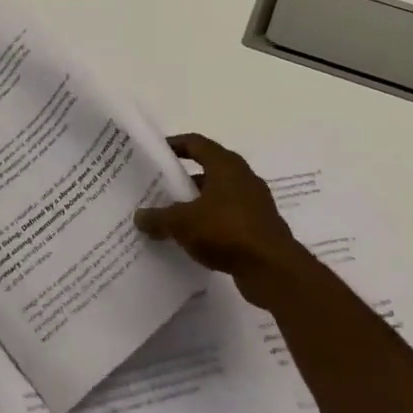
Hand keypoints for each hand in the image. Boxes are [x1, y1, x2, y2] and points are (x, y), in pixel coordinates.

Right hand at [134, 133, 311, 309]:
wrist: (273, 270)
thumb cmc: (226, 231)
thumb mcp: (182, 223)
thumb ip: (158, 217)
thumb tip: (139, 216)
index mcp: (226, 165)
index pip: (196, 143)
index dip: (174, 144)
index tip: (155, 153)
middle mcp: (242, 178)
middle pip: (207, 169)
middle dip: (182, 178)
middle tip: (157, 187)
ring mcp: (253, 203)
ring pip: (217, 196)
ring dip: (195, 203)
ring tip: (169, 215)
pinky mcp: (258, 227)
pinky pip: (226, 218)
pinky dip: (209, 223)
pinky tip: (191, 238)